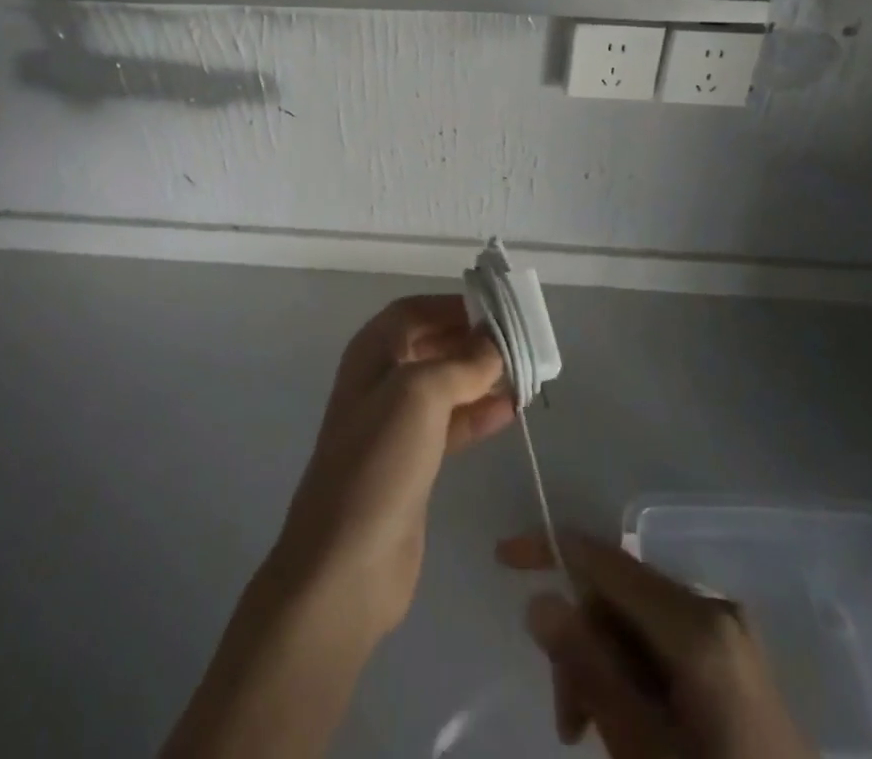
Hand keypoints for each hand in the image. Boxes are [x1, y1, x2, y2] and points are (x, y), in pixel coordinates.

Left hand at [272, 295, 514, 639]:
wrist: (346, 565)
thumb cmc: (379, 461)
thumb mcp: (420, 395)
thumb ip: (463, 363)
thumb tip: (496, 342)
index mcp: (372, 353)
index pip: (415, 311)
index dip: (453, 305)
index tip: (497, 309)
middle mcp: (381, 380)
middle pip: (432, 345)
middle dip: (472, 341)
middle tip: (520, 342)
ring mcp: (395, 424)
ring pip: (445, 385)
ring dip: (481, 377)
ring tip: (525, 374)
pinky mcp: (413, 463)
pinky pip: (450, 424)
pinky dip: (478, 414)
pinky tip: (511, 411)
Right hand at [498, 530, 813, 758]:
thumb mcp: (642, 750)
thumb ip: (588, 668)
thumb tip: (539, 600)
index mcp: (695, 623)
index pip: (604, 560)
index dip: (550, 549)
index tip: (502, 557)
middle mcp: (714, 609)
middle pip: (620, 597)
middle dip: (583, 645)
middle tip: (568, 724)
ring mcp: (730, 637)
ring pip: (640, 626)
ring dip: (606, 670)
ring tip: (592, 736)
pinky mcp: (736, 666)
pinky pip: (667, 648)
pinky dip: (637, 678)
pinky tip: (632, 728)